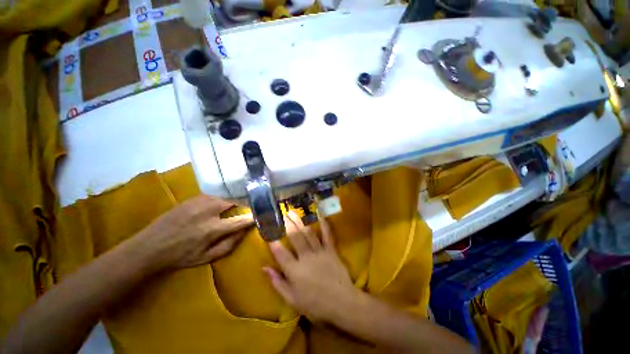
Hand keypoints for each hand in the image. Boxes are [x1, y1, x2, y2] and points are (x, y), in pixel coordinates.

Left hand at [128, 195, 253, 272]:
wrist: (149, 247)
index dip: (252, 218)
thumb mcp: (206, 258)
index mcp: (213, 229)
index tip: (258, 217)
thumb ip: (229, 245)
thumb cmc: (180, 256)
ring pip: (224, 197)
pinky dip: (219, 200)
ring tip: (232, 208)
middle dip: (243, 205)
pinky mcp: (192, 198)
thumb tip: (244, 232)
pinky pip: (213, 196)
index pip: (240, 220)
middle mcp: (209, 211)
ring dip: (231, 202)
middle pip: (235, 202)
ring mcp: (200, 202)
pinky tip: (216, 206)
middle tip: (245, 210)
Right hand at [263, 212, 357, 321]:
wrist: (341, 303)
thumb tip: (264, 268)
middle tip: (282, 214)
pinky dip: (324, 224)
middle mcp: (306, 257)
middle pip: (295, 237)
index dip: (273, 242)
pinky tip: (319, 214)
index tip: (268, 232)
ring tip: (294, 213)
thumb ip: (278, 283)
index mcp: (294, 270)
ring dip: (300, 222)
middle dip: (287, 224)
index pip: (280, 253)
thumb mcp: (292, 299)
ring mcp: (319, 251)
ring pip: (308, 233)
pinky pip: (327, 234)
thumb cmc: (315, 305)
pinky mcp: (331, 250)